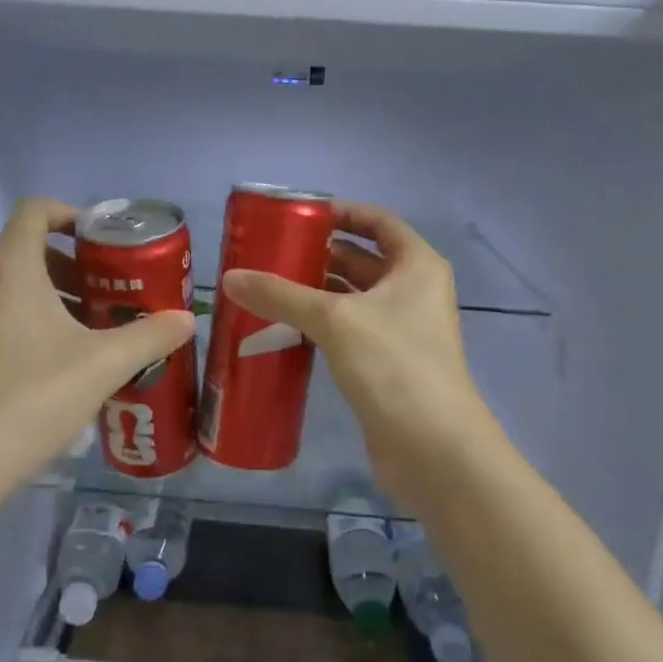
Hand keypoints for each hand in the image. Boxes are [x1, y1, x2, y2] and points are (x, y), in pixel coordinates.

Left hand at [0, 198, 195, 501]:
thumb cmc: (32, 399)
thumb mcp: (102, 366)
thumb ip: (150, 336)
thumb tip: (186, 319)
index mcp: (11, 268)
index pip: (36, 210)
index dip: (72, 214)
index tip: (105, 241)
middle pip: (29, 251)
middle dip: (75, 267)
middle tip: (112, 296)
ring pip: (13, 287)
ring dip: (54, 298)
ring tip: (92, 334)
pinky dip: (28, 322)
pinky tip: (56, 366)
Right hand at [222, 204, 495, 491]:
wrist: (432, 449)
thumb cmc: (394, 366)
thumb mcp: (335, 320)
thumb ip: (282, 295)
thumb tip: (230, 277)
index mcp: (417, 266)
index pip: (379, 221)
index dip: (342, 212)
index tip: (299, 214)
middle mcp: (413, 292)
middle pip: (362, 260)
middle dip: (318, 255)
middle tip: (268, 253)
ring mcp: (401, 331)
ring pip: (352, 299)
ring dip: (314, 293)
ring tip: (265, 287)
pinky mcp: (385, 365)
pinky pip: (347, 332)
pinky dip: (318, 326)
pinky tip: (281, 329)